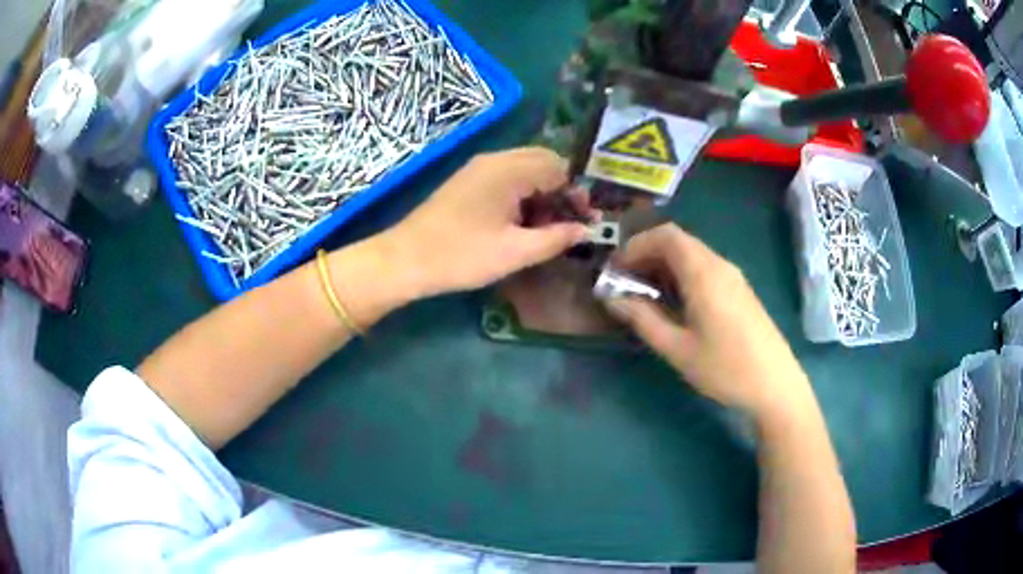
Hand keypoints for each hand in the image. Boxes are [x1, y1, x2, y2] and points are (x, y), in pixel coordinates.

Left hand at [380, 147, 589, 297]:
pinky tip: (522, 223)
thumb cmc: (461, 256)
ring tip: (548, 227)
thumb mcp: (515, 252)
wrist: (405, 260)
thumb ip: (556, 238)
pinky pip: (507, 178)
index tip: (586, 221)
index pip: (559, 167)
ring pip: (525, 169)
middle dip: (562, 190)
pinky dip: (523, 195)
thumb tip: (585, 231)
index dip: (577, 192)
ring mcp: (478, 168)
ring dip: (543, 193)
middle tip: (569, 223)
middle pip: (543, 162)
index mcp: (508, 170)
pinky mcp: (468, 181)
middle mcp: (495, 160)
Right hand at [604, 224, 812, 423]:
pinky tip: (676, 303)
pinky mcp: (740, 290)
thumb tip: (612, 299)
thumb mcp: (677, 348)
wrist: (775, 384)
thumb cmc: (724, 368)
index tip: (616, 269)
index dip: (636, 245)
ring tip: (645, 294)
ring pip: (692, 254)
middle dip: (647, 254)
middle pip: (679, 241)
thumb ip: (643, 319)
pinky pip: (705, 268)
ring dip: (664, 265)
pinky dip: (682, 274)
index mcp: (704, 273)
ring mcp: (733, 277)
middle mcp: (720, 265)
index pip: (666, 235)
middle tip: (625, 282)